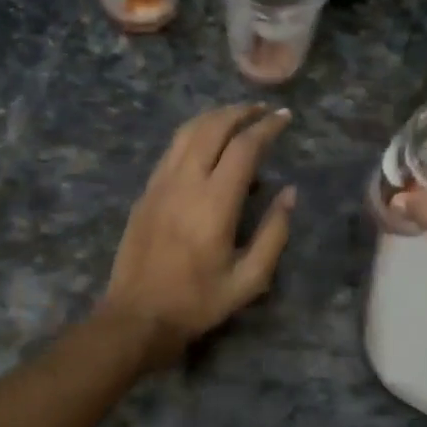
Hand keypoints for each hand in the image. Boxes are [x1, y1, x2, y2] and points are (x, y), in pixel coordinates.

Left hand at [97, 102, 296, 369]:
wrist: (137, 316)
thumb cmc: (197, 302)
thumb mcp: (249, 279)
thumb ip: (274, 233)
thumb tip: (289, 193)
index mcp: (214, 203)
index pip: (244, 147)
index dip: (267, 127)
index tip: (285, 117)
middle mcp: (185, 183)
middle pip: (212, 128)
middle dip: (240, 112)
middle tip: (263, 110)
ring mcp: (160, 184)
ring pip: (187, 132)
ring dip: (214, 117)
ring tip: (237, 116)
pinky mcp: (146, 192)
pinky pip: (171, 149)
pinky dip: (194, 134)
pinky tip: (206, 142)